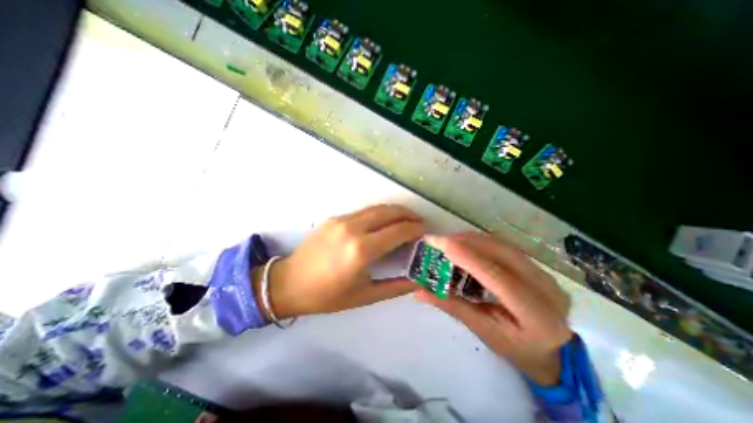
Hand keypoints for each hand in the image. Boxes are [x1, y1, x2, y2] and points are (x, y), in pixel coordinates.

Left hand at [255, 205, 422, 320]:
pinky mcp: (334, 218)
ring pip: (376, 208)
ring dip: (394, 211)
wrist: (288, 283)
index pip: (398, 231)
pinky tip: (382, 224)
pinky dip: (378, 214)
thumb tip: (417, 279)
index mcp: (361, 250)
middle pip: (388, 212)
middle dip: (408, 214)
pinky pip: (363, 212)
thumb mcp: (365, 296)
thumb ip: (395, 287)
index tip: (425, 231)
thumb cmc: (327, 295)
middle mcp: (352, 229)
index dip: (415, 229)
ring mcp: (341, 220)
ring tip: (405, 220)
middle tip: (419, 222)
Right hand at [417, 233, 570, 384]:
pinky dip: (482, 242)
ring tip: (449, 242)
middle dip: (466, 241)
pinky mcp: (537, 266)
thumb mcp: (483, 331)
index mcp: (536, 314)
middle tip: (439, 240)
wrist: (553, 351)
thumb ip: (452, 306)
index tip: (439, 242)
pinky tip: (466, 245)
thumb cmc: (516, 348)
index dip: (466, 256)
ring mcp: (545, 274)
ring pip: (503, 245)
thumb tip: (419, 291)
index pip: (497, 276)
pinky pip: (505, 246)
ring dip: (472, 239)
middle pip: (501, 252)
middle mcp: (546, 288)